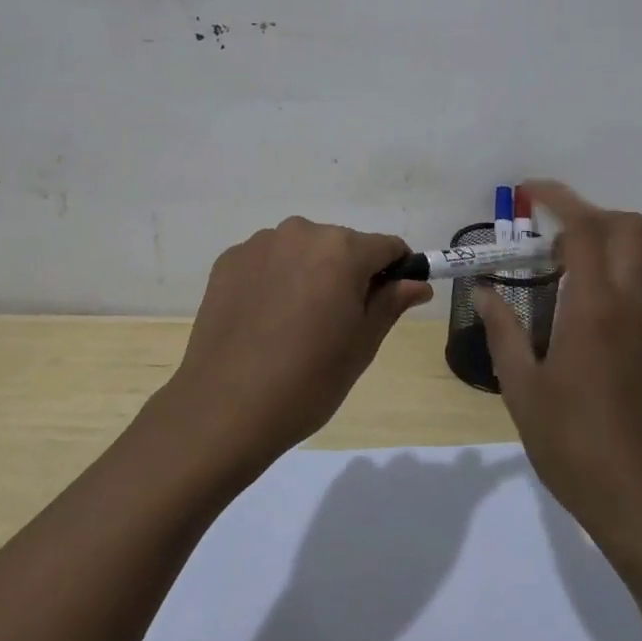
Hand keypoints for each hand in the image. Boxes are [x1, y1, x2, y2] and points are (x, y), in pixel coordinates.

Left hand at [161, 217, 432, 474]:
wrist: (225, 408)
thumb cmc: (308, 380)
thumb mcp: (362, 345)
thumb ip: (391, 303)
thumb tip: (417, 283)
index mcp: (342, 249)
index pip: (386, 246)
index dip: (395, 271)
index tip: (388, 301)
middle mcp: (301, 232)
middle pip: (341, 245)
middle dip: (347, 273)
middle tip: (337, 322)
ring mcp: (260, 243)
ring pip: (301, 250)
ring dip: (308, 273)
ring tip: (295, 323)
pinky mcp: (228, 260)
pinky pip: (266, 261)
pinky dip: (273, 280)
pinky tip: (264, 320)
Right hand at [473, 180, 641, 556]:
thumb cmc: (576, 447)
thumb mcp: (523, 390)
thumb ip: (503, 332)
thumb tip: (484, 291)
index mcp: (595, 309)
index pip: (585, 228)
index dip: (558, 198)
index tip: (528, 192)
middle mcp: (632, 306)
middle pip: (628, 228)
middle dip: (588, 214)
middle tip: (547, 235)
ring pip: (636, 259)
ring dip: (599, 247)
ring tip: (553, 276)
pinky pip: (637, 291)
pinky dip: (608, 279)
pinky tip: (575, 320)